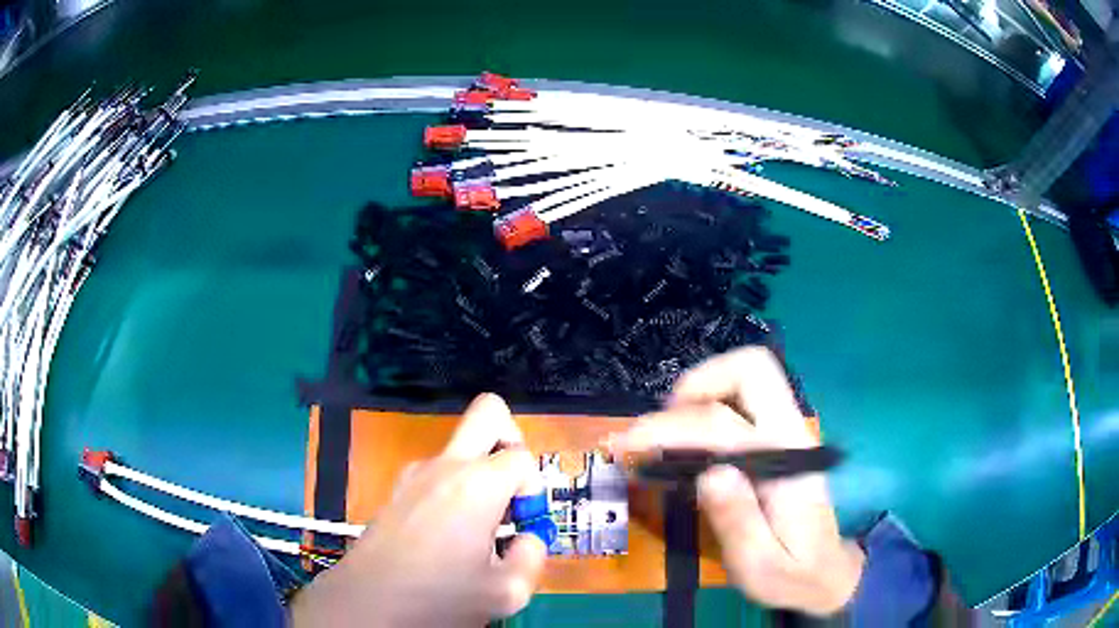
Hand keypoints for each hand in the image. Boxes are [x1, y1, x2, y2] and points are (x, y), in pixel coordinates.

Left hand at [291, 394, 547, 626]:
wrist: (369, 602)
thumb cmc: (439, 596)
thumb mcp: (507, 591)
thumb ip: (532, 557)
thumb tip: (527, 540)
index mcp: (477, 484)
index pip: (523, 458)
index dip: (534, 489)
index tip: (523, 523)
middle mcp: (445, 466)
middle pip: (488, 413)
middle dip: (511, 440)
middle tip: (512, 488)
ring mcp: (415, 474)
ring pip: (460, 449)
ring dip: (479, 476)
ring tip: (477, 531)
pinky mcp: (397, 490)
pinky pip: (436, 474)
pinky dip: (453, 492)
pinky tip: (447, 537)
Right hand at [608, 347, 864, 615]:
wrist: (827, 572)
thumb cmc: (792, 574)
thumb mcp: (760, 567)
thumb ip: (739, 522)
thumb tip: (709, 474)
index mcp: (787, 465)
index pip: (725, 424)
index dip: (671, 428)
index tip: (629, 446)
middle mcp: (791, 434)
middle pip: (752, 368)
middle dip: (697, 384)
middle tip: (660, 428)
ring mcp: (788, 432)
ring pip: (748, 375)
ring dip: (701, 391)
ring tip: (667, 434)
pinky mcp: (778, 440)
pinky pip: (744, 399)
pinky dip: (709, 404)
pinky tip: (688, 441)